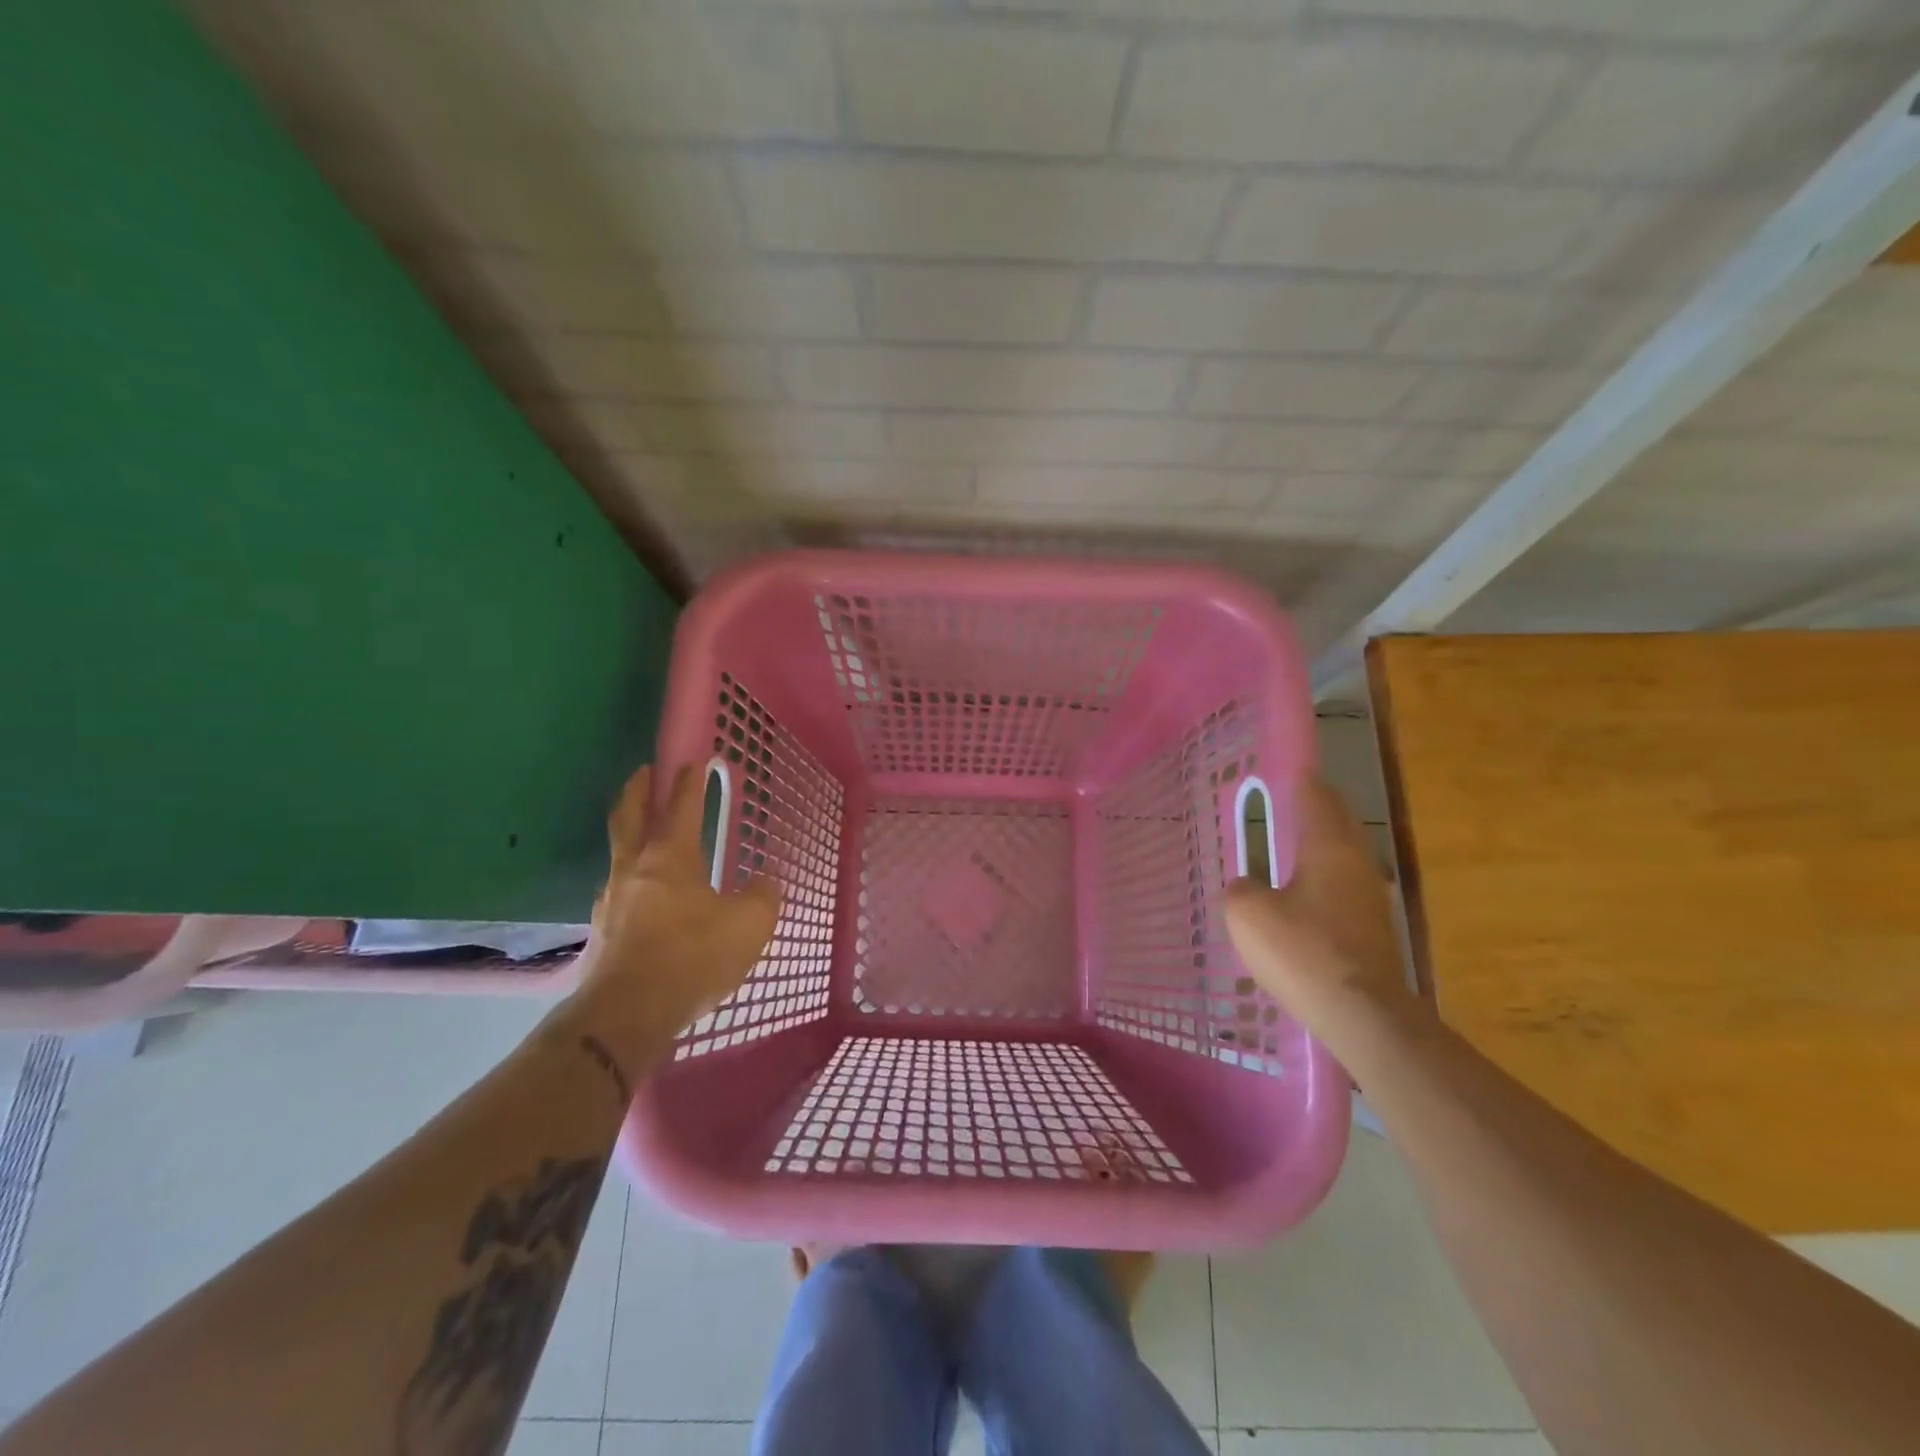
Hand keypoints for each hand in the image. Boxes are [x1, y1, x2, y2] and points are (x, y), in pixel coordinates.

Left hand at [565, 764, 781, 1065]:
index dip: (689, 782)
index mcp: (670, 857)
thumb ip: (762, 897)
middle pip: (629, 816)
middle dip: (638, 790)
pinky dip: (631, 875)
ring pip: (619, 852)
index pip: (680, 806)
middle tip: (644, 772)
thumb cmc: (691, 958)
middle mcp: (634, 868)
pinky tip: (644, 894)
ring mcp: (611, 900)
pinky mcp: (602, 932)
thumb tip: (765, 883)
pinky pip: (618, 888)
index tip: (693, 761)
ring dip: (631, 833)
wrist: (625, 1015)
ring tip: (647, 835)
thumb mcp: (749, 926)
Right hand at [1224, 777, 1411, 1036]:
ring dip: (1320, 846)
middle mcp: (1357, 865)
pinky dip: (1323, 879)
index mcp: (1329, 848)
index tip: (1287, 769)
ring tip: (1290, 845)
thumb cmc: (1303, 952)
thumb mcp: (1248, 914)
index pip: (1316, 798)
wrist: (1363, 1017)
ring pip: (1344, 857)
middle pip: (1339, 823)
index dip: (1300, 780)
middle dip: (1315, 809)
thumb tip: (1251, 886)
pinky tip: (1303, 895)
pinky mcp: (1373, 931)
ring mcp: (1371, 900)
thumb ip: (1241, 888)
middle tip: (1287, 801)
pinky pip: (1344, 888)